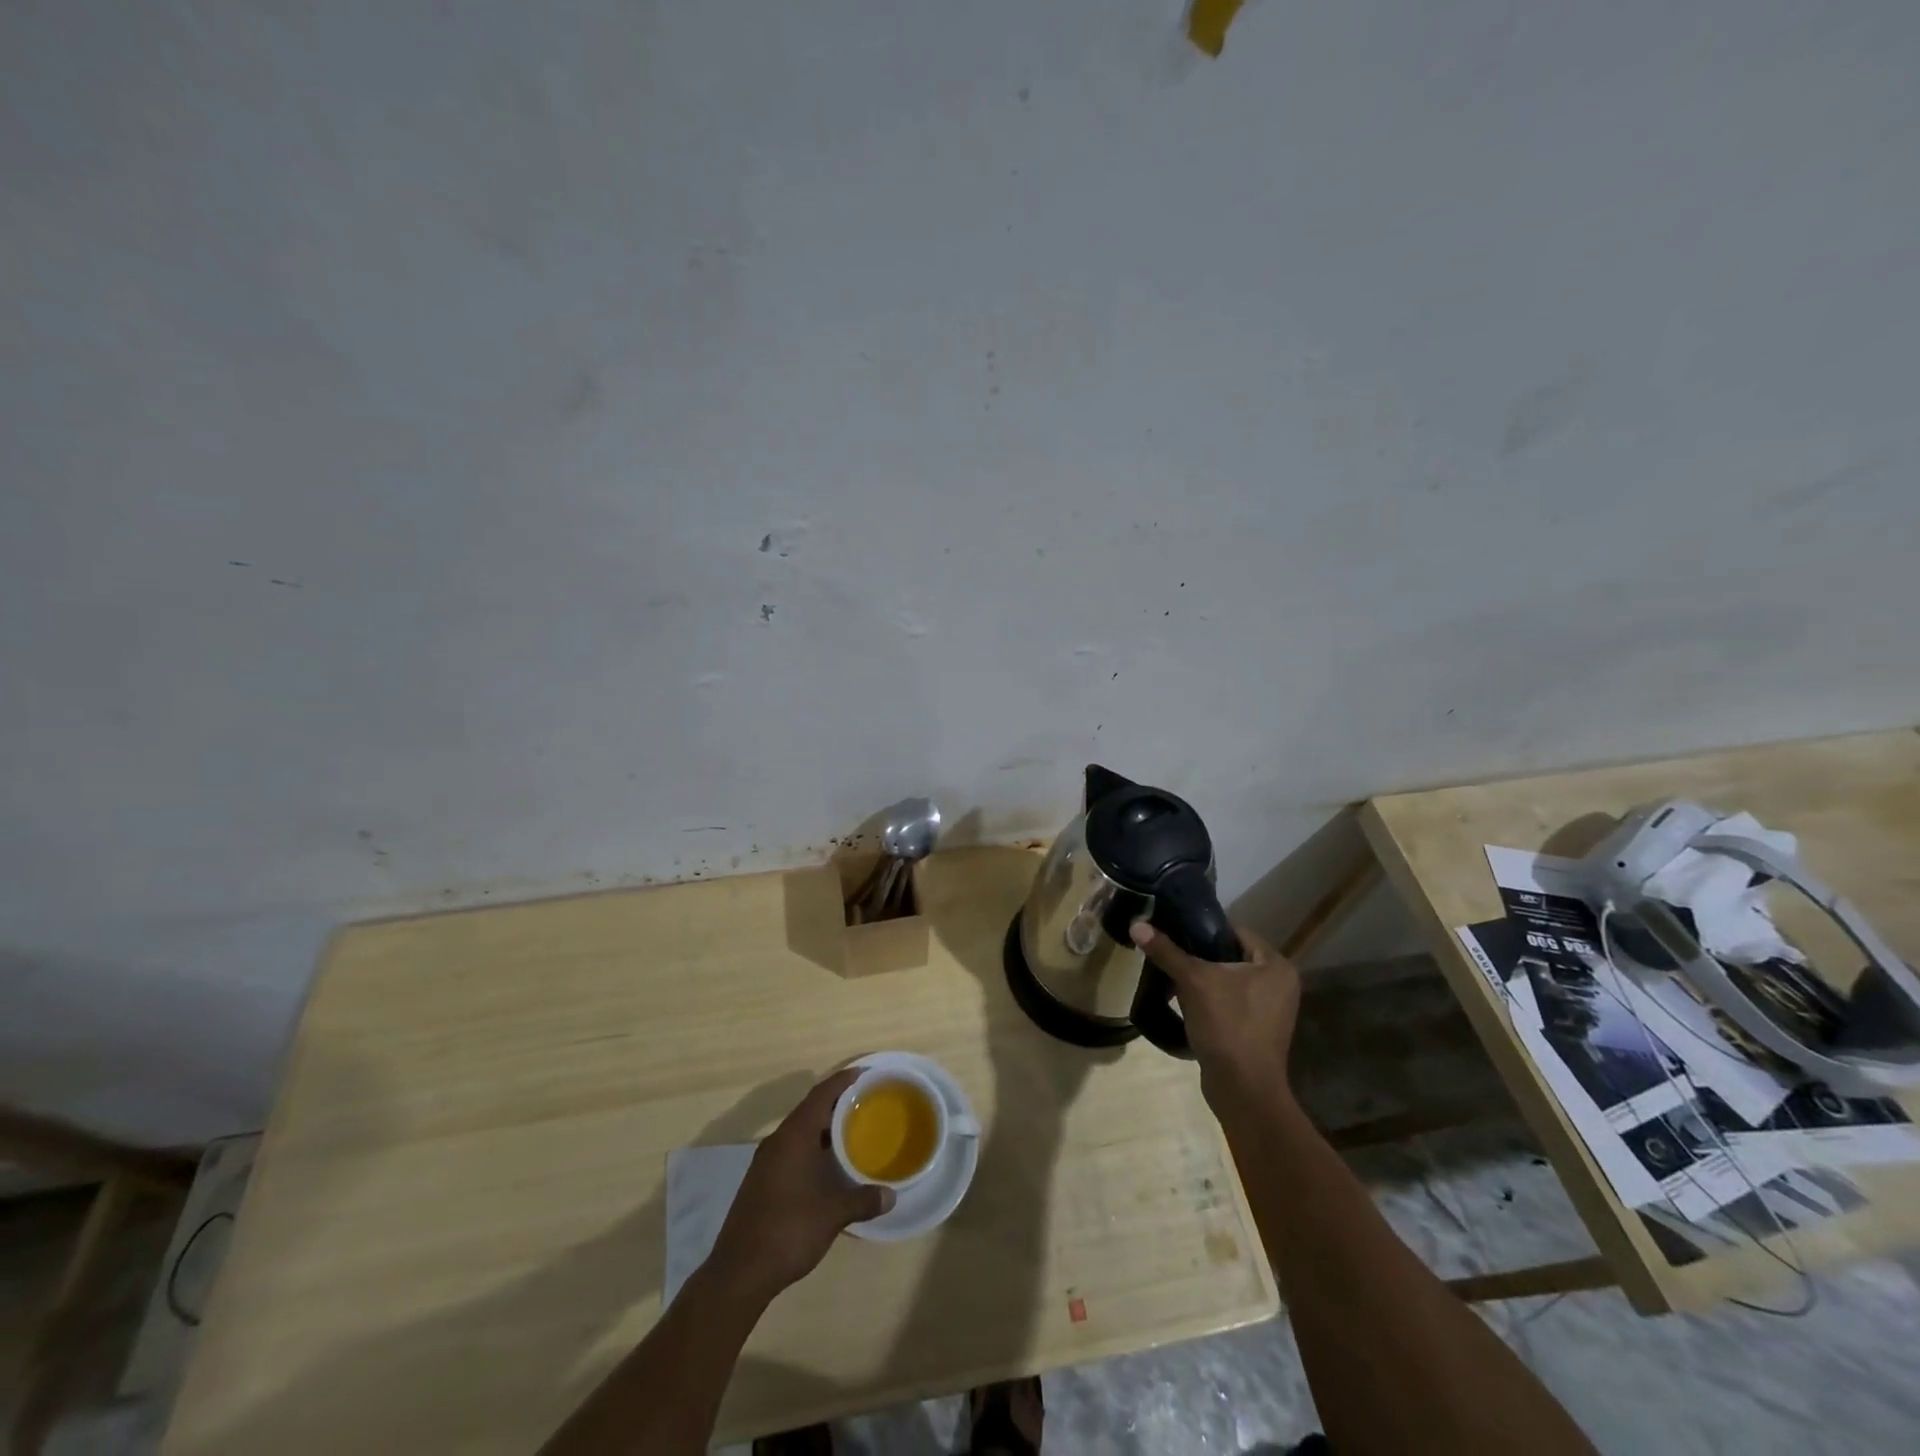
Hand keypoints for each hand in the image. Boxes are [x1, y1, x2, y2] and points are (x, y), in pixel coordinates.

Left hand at [706, 1069, 894, 1302]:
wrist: (738, 1272)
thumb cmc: (788, 1231)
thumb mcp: (832, 1215)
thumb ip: (862, 1200)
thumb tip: (891, 1195)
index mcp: (793, 1137)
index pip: (821, 1095)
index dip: (843, 1081)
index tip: (865, 1074)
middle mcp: (777, 1141)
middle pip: (809, 1109)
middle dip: (836, 1103)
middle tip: (865, 1102)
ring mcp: (766, 1162)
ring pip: (799, 1131)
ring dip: (823, 1127)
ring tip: (852, 1130)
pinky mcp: (761, 1181)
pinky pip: (792, 1149)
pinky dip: (812, 1146)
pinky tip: (827, 1164)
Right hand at [1130, 921, 1300, 1103]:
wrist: (1243, 1090)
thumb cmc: (1227, 1025)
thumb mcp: (1193, 982)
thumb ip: (1167, 951)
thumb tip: (1137, 925)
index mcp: (1275, 966)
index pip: (1236, 932)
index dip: (1204, 931)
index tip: (1175, 933)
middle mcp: (1280, 985)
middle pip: (1231, 957)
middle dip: (1200, 958)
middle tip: (1170, 956)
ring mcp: (1271, 1011)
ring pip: (1229, 982)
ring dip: (1203, 981)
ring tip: (1172, 979)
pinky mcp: (1258, 1032)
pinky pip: (1230, 1004)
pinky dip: (1210, 1002)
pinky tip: (1185, 1005)